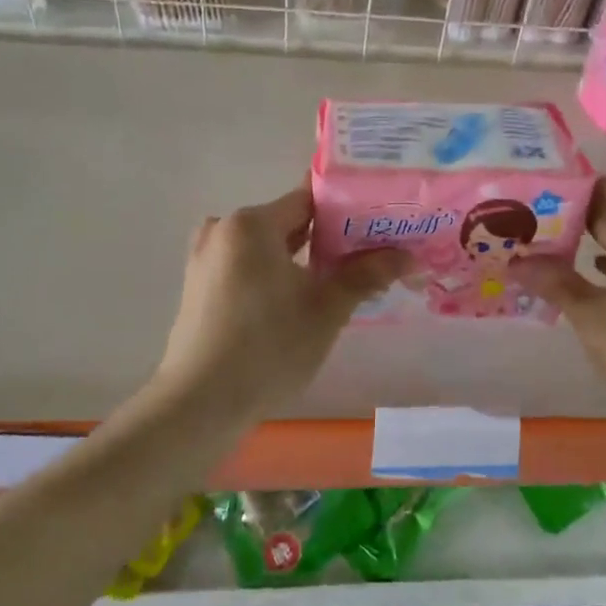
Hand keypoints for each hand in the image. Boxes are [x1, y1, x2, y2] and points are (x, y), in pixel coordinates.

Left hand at [156, 181, 409, 409]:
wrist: (198, 406)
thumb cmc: (268, 348)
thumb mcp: (326, 310)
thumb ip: (366, 274)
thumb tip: (407, 255)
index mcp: (252, 223)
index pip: (310, 199)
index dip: (348, 212)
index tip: (377, 227)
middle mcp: (223, 229)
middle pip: (288, 222)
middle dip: (328, 239)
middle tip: (368, 258)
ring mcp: (205, 259)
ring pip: (267, 248)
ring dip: (301, 260)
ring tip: (339, 282)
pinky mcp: (198, 287)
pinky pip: (246, 267)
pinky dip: (273, 275)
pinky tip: (297, 302)